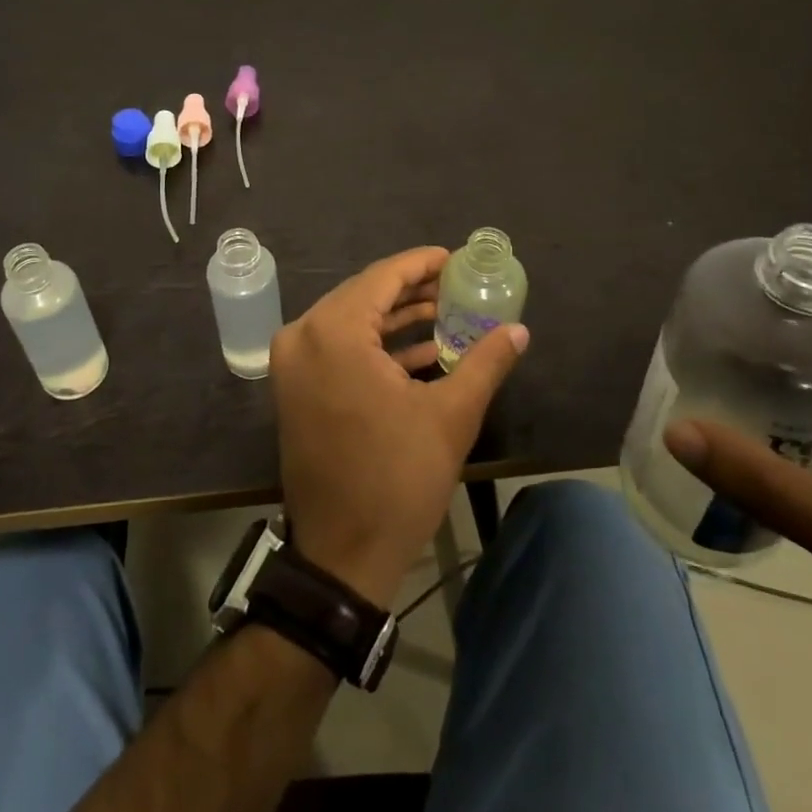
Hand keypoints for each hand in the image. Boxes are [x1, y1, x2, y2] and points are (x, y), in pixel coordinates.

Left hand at [271, 247, 528, 607]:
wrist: (342, 553)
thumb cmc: (396, 478)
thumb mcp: (451, 416)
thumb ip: (485, 362)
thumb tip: (518, 330)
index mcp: (333, 332)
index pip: (382, 277)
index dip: (422, 264)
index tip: (455, 258)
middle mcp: (303, 336)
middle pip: (364, 295)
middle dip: (412, 290)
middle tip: (457, 286)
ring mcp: (293, 363)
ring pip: (351, 321)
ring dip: (396, 318)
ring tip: (446, 312)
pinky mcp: (295, 387)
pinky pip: (338, 348)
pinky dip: (376, 346)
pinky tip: (423, 351)